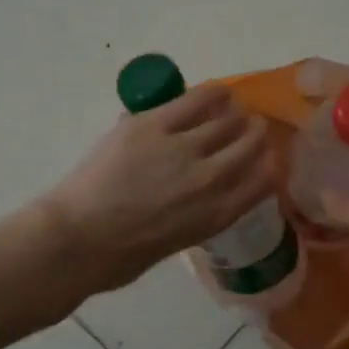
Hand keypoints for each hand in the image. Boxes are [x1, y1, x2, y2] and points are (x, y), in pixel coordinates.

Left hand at [43, 83, 274, 293]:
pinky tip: (219, 92)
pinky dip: (213, 94)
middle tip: (254, 127)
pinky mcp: (154, 124)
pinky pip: (195, 100)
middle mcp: (212, 179)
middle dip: (256, 134)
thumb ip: (196, 216)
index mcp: (217, 214)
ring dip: (237, 115)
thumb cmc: (121, 256)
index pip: (262, 181)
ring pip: (226, 122)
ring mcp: (184, 148)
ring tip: (236, 110)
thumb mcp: (177, 242)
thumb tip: (194, 195)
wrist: (79, 240)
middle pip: (249, 146)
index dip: (268, 165)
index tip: (266, 157)